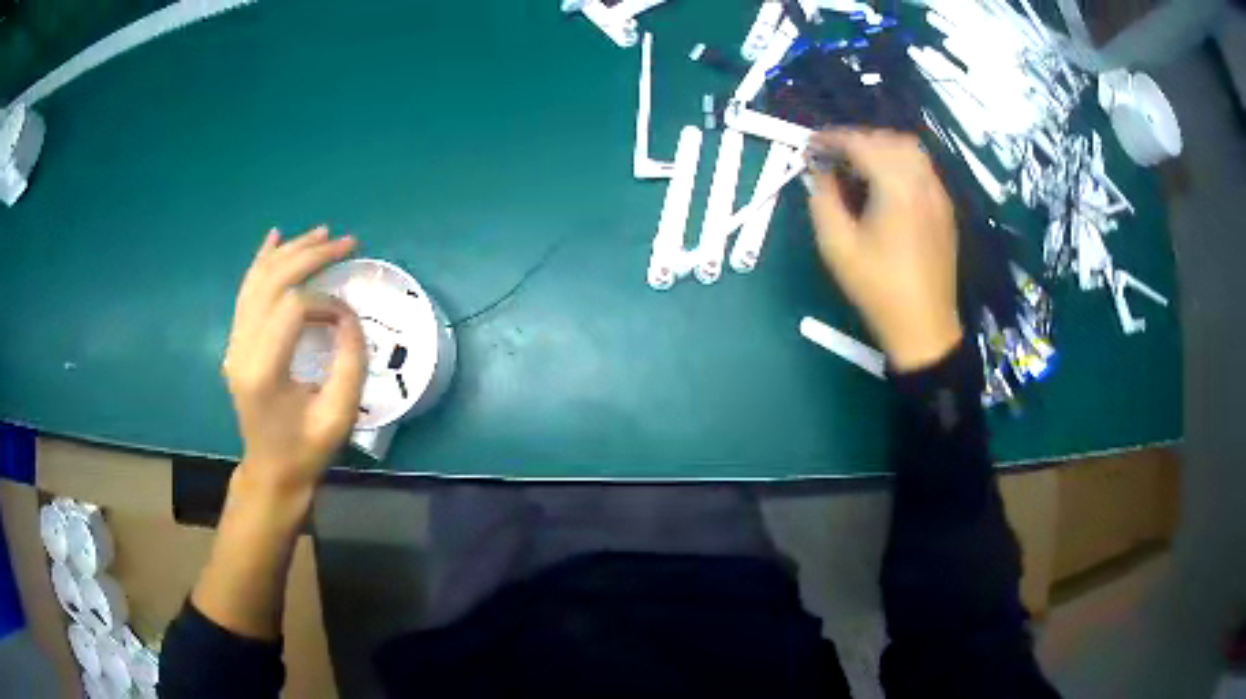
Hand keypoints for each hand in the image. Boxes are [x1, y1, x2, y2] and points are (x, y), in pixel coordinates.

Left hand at [222, 227, 365, 495]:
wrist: (271, 470)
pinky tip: (275, 238)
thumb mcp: (338, 415)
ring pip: (258, 280)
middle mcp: (241, 348)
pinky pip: (247, 291)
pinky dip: (262, 261)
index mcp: (263, 371)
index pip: (292, 308)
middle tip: (347, 242)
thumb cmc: (306, 449)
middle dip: (311, 256)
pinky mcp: (236, 341)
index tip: (348, 319)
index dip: (326, 302)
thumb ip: (350, 362)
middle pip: (272, 282)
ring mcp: (234, 342)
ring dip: (290, 251)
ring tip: (322, 234)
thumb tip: (348, 315)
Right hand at [807, 129, 962, 371]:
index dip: (832, 139)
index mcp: (897, 187)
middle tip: (832, 156)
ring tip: (857, 167)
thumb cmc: (878, 289)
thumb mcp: (837, 246)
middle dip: (857, 140)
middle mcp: (922, 182)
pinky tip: (884, 185)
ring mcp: (938, 195)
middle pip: (889, 140)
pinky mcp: (945, 209)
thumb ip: (822, 199)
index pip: (861, 143)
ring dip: (880, 148)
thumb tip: (819, 171)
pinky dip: (899, 164)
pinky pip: (922, 170)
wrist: (924, 328)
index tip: (809, 145)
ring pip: (910, 151)